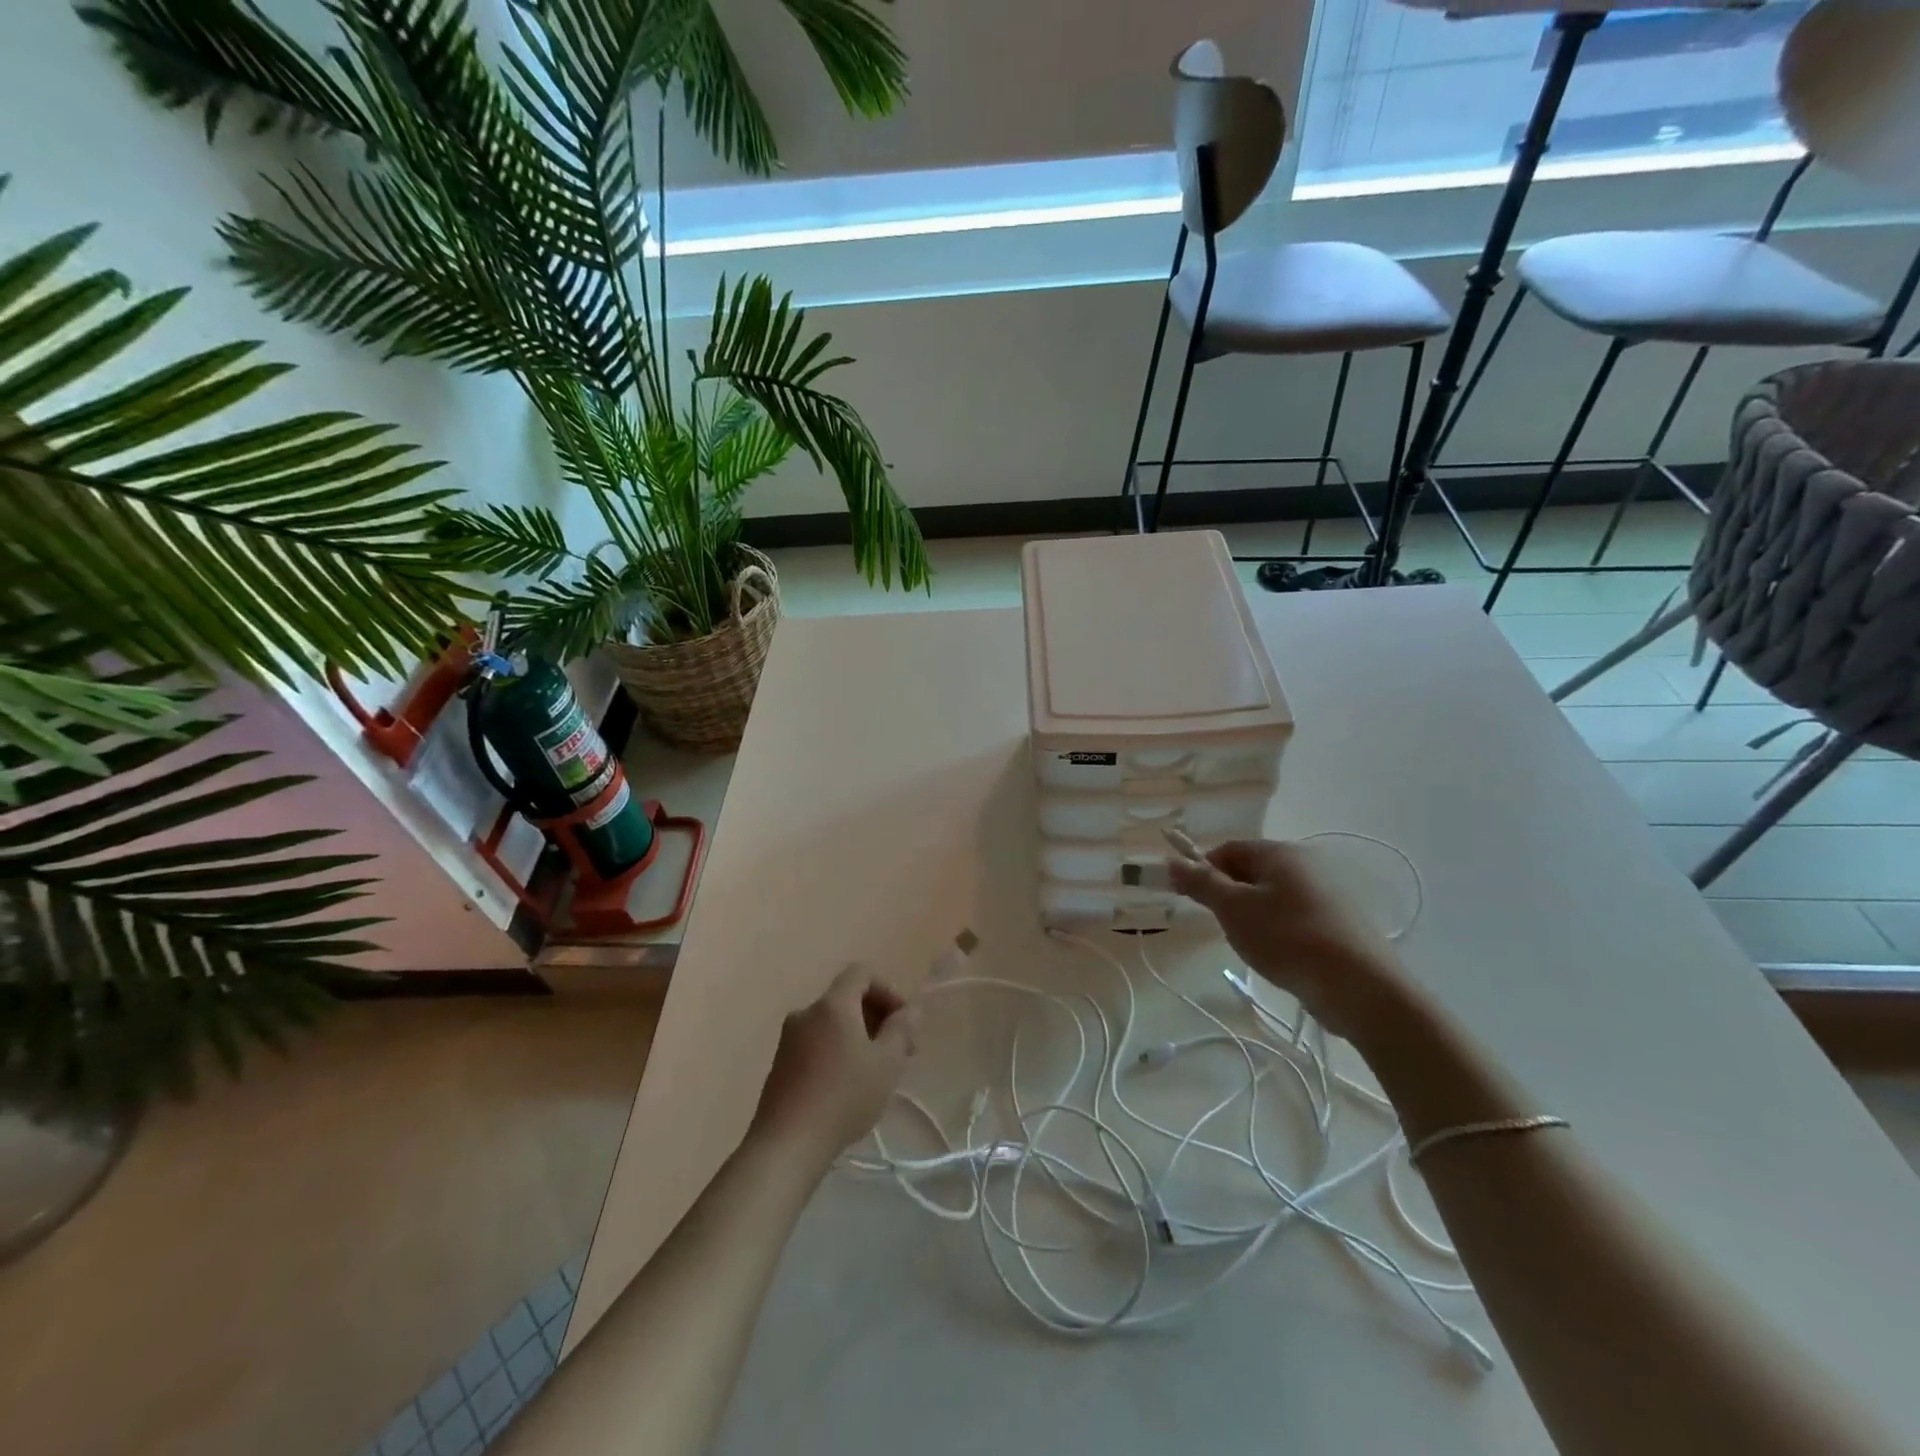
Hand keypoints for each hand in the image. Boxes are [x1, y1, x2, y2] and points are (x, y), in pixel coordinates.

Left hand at [750, 965, 918, 1169]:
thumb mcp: (887, 1063)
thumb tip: (910, 1009)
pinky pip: (816, 1043)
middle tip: (898, 1051)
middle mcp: (806, 1013)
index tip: (903, 1021)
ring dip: (858, 1036)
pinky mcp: (780, 1065)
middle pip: (847, 998)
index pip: (861, 973)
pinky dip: (837, 1051)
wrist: (787, 1145)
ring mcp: (788, 1039)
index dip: (888, 989)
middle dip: (877, 1016)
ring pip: (832, 1023)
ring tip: (876, 1072)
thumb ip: (902, 1029)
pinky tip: (848, 1086)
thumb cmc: (844, 1097)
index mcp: (832, 1005)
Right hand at [1168, 838, 1411, 1040]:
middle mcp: (1306, 865)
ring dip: (1252, 918)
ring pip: (1271, 898)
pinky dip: (1278, 933)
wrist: (1362, 988)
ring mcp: (1327, 895)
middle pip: (1250, 872)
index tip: (1192, 900)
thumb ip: (1202, 883)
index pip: (1228, 850)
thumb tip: (1172, 861)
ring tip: (1254, 947)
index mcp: (1281, 853)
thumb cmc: (1288, 939)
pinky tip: (1280, 958)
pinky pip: (1294, 918)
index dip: (1204, 871)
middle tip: (1224, 927)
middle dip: (1229, 897)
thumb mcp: (1234, 910)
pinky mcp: (1339, 924)